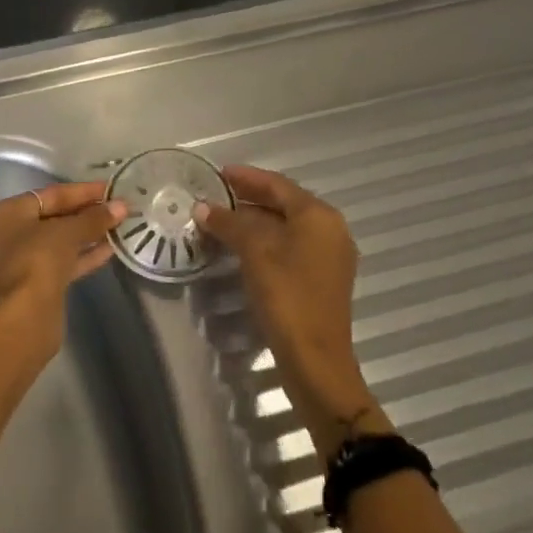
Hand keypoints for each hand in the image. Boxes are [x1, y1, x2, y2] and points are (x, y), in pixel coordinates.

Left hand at [0, 181, 127, 354]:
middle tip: (119, 207)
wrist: (24, 317)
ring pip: (60, 241)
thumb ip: (94, 218)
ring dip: (89, 234)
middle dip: (87, 212)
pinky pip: (64, 261)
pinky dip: (84, 254)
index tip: (111, 188)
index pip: (51, 194)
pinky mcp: (37, 284)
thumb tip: (121, 206)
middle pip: (55, 216)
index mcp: (8, 213)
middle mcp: (11, 233)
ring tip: (120, 225)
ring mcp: (23, 260)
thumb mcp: (67, 232)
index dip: (83, 191)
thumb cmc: (37, 260)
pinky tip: (111, 248)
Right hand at [194, 165, 383, 456]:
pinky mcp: (321, 278)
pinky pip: (290, 245)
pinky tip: (240, 246)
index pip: (278, 185)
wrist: (315, 359)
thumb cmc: (287, 297)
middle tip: (215, 195)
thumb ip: (229, 224)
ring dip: (254, 220)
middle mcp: (329, 230)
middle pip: (284, 203)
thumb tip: (202, 207)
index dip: (246, 177)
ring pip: (286, 226)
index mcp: (319, 216)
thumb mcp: (255, 253)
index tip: (218, 173)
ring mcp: (328, 256)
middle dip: (249, 198)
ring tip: (221, 219)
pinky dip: (265, 240)